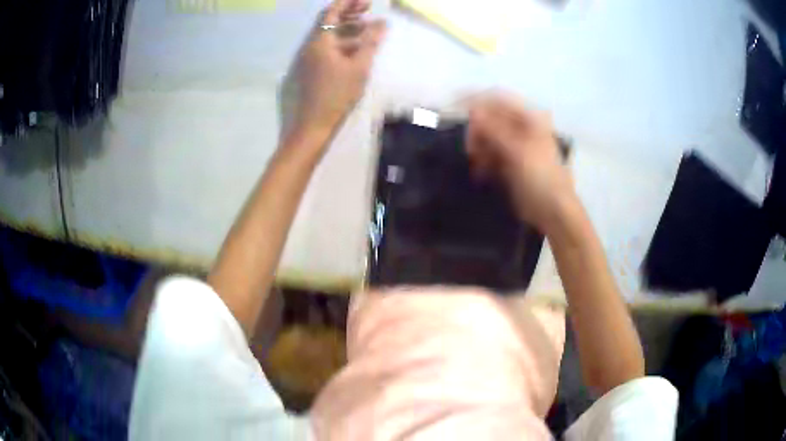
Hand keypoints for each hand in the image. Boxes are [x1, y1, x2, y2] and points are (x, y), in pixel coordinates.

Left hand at [293, 0, 386, 136]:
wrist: (313, 125)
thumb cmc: (337, 94)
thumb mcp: (359, 67)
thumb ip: (371, 42)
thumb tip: (383, 23)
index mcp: (319, 42)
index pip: (331, 12)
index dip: (347, 2)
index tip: (365, 0)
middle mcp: (311, 46)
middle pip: (328, 22)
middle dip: (348, 13)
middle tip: (369, 9)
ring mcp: (309, 58)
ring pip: (328, 35)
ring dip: (347, 28)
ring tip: (368, 27)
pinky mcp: (311, 69)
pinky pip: (327, 47)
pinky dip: (342, 42)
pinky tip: (357, 47)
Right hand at [466, 94, 575, 231]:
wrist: (553, 211)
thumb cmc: (540, 178)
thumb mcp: (517, 150)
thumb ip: (493, 128)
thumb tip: (472, 109)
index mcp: (528, 118)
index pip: (497, 99)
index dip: (475, 100)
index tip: (453, 107)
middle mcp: (521, 127)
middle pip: (489, 118)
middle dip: (476, 131)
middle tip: (471, 149)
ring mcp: (515, 144)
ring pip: (486, 137)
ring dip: (478, 148)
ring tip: (478, 165)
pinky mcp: (509, 161)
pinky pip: (489, 154)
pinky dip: (482, 161)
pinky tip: (481, 174)